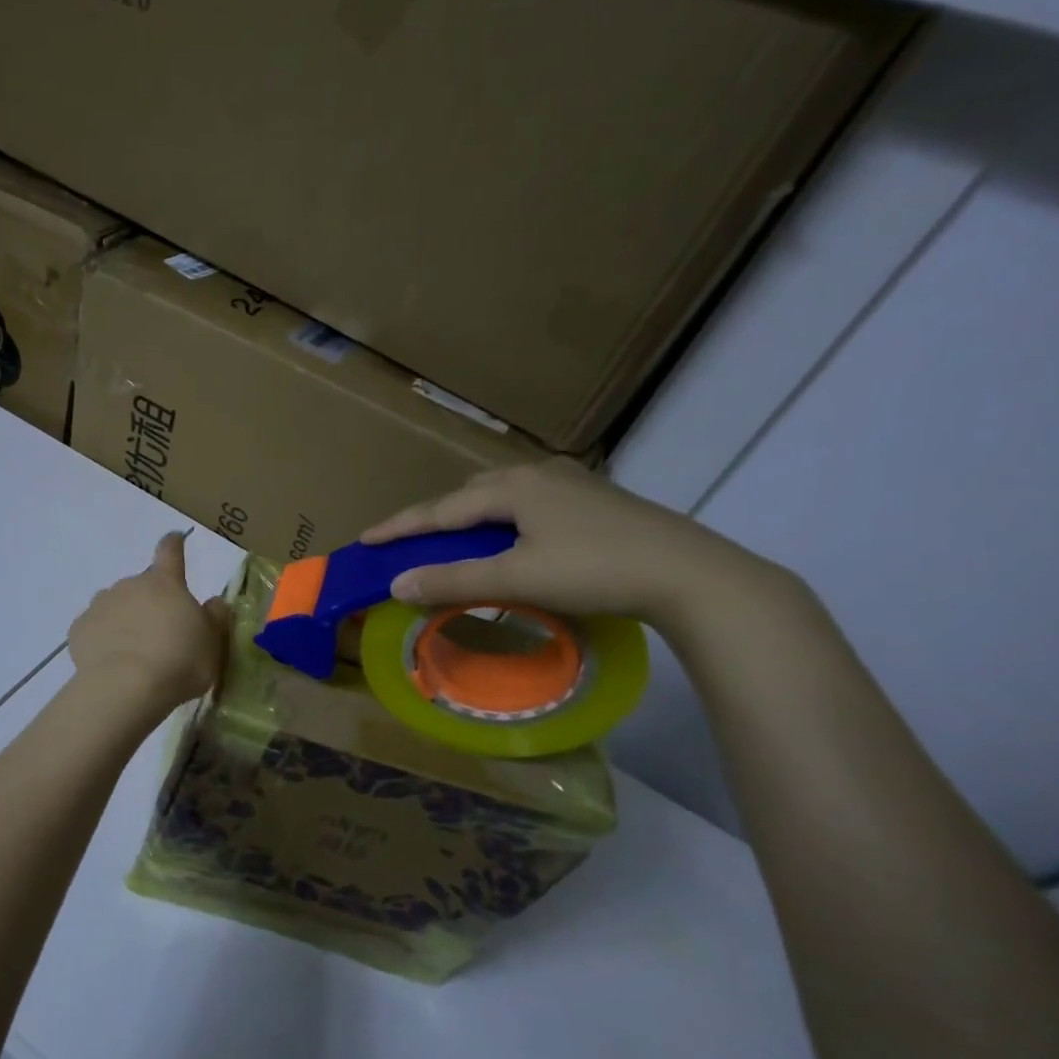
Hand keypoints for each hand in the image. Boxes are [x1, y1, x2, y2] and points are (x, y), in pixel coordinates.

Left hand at [69, 533, 231, 713]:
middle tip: (161, 635)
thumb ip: (215, 617)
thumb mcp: (213, 642)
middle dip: (151, 603)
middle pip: (142, 586)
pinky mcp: (79, 628)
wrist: (125, 687)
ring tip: (134, 653)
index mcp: (165, 583)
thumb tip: (214, 601)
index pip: (170, 552)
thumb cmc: (180, 661)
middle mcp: (130, 585)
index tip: (174, 539)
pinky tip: (111, 662)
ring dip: (125, 620)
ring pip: (116, 606)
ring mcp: (101, 604)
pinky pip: (95, 628)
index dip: (174, 544)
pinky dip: (103, 639)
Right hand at [361, 460, 788, 633]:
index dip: (400, 526)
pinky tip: (510, 538)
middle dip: (434, 517)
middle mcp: (538, 474)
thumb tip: (395, 584)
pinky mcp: (595, 500)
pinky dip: (501, 521)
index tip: (365, 539)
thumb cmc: (596, 570)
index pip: (440, 508)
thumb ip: (452, 580)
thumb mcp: (517, 579)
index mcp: (514, 486)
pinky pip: (527, 504)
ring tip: (453, 541)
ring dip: (469, 518)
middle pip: (468, 494)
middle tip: (408, 542)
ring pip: (500, 496)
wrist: (693, 575)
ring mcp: (571, 484)